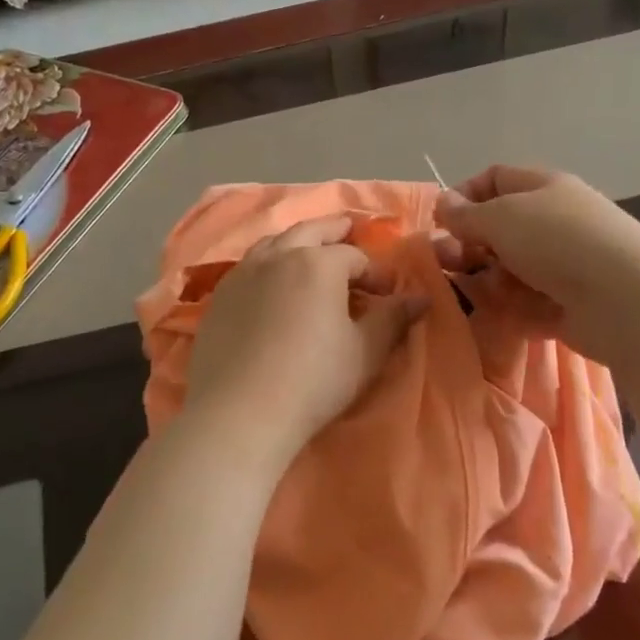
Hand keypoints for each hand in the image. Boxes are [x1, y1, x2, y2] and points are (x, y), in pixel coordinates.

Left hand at [185, 215, 427, 457]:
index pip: (354, 256)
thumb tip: (420, 297)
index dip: (375, 272)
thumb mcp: (365, 352)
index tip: (386, 293)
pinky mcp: (219, 297)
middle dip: (333, 230)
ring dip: (296, 240)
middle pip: (309, 232)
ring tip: (307, 248)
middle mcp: (278, 257)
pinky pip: (248, 266)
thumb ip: (393, 319)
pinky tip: (270, 281)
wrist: (240, 412)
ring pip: (273, 243)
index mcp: (318, 264)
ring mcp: (242, 274)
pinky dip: (267, 262)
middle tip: (347, 227)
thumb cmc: (313, 380)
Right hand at [434, 165, 639, 361]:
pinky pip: (525, 303)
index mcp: (543, 188)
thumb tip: (443, 203)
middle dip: (468, 245)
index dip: (464, 196)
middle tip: (446, 263)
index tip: (440, 222)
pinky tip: (499, 315)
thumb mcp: (501, 217)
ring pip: (508, 269)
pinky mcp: (566, 305)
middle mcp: (553, 222)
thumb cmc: (557, 241)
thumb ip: (465, 213)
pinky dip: (509, 309)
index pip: (495, 179)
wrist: (623, 300)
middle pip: (498, 229)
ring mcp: (562, 265)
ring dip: (485, 281)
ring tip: (474, 293)